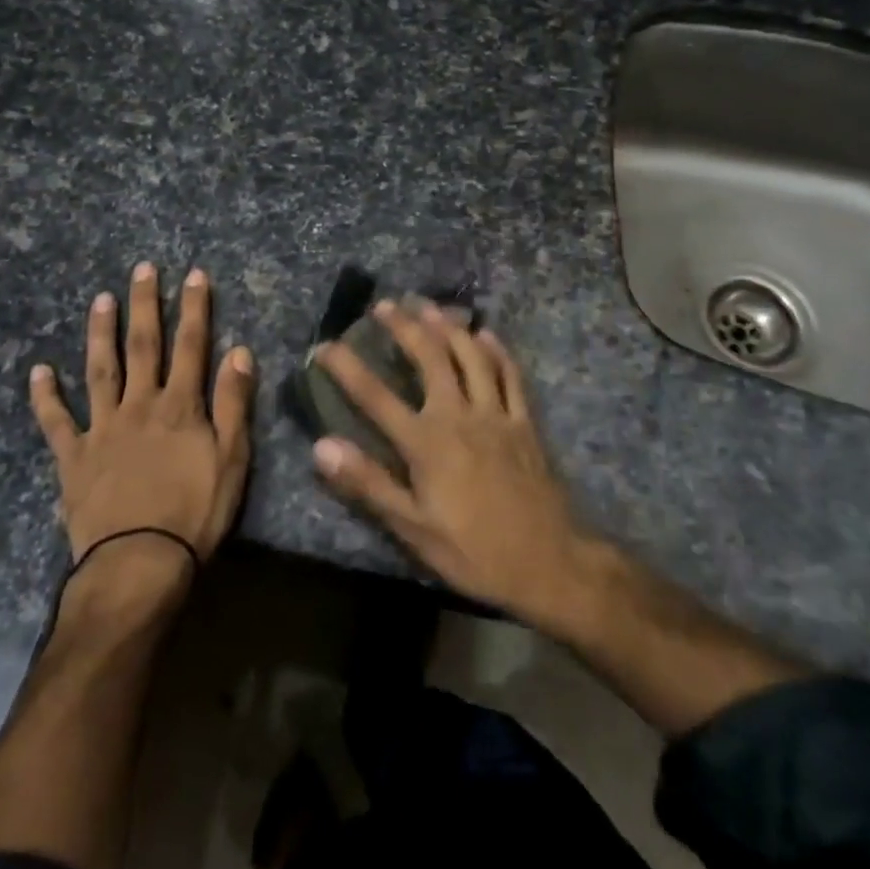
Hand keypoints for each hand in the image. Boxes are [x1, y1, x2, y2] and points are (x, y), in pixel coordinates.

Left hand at [31, 264, 255, 572]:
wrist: (139, 564)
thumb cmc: (195, 512)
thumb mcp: (233, 458)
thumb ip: (234, 403)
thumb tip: (239, 351)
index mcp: (180, 405)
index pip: (191, 345)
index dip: (194, 308)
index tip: (194, 274)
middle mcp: (139, 405)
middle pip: (143, 346)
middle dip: (145, 304)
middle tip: (142, 269)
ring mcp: (102, 428)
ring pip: (100, 371)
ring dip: (100, 333)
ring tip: (100, 299)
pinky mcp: (73, 457)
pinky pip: (56, 422)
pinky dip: (45, 396)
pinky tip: (38, 371)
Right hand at [313, 301, 592, 625]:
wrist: (548, 563)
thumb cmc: (473, 551)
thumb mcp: (413, 529)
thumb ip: (368, 484)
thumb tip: (321, 446)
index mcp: (426, 443)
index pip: (375, 396)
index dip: (347, 367)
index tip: (325, 345)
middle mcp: (459, 415)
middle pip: (429, 357)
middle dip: (405, 326)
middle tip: (385, 305)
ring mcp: (496, 414)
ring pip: (471, 355)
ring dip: (448, 327)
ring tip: (429, 307)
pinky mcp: (524, 422)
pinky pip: (511, 374)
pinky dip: (497, 350)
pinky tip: (486, 334)